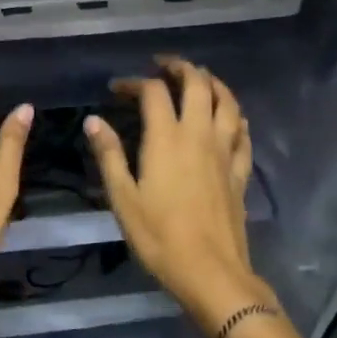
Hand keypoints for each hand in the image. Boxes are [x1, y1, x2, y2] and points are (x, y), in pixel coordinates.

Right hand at [84, 56, 277, 330]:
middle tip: (163, 66)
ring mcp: (225, 152)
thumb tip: (93, 121)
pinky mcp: (240, 172)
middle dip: (180, 68)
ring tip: (199, 79)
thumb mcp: (123, 198)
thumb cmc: (159, 237)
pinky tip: (231, 119)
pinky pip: (243, 133)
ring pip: (227, 102)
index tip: (117, 89)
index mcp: (167, 139)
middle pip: (198, 85)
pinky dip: (235, 117)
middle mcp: (200, 135)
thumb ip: (109, 155)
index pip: (154, 93)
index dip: (135, 83)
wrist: (210, 271)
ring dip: (213, 83)